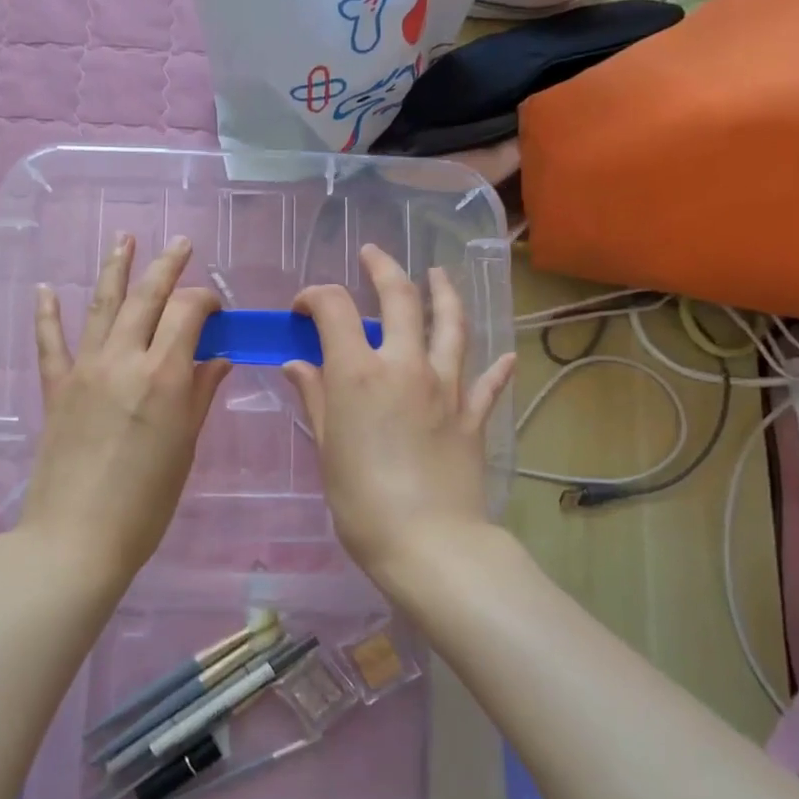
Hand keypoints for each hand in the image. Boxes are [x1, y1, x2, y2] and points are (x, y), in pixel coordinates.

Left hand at [22, 233, 229, 587]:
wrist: (77, 537)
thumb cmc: (146, 502)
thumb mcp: (185, 448)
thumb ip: (200, 395)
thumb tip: (217, 358)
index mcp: (164, 375)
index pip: (188, 312)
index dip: (206, 300)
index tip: (217, 308)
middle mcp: (123, 359)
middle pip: (147, 297)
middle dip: (167, 266)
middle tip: (180, 243)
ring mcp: (84, 370)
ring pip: (101, 305)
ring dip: (115, 268)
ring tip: (124, 238)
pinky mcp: (55, 388)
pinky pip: (50, 342)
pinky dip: (47, 314)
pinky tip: (44, 289)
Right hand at [283, 245, 513, 585]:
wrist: (428, 542)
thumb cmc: (361, 500)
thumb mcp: (327, 449)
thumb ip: (315, 398)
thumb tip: (297, 365)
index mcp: (359, 373)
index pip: (334, 309)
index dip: (314, 297)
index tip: (303, 308)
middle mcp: (406, 366)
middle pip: (399, 299)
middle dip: (382, 269)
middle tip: (372, 255)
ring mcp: (446, 387)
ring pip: (450, 324)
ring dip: (443, 293)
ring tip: (438, 275)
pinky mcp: (473, 414)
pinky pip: (486, 381)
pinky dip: (493, 365)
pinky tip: (502, 355)